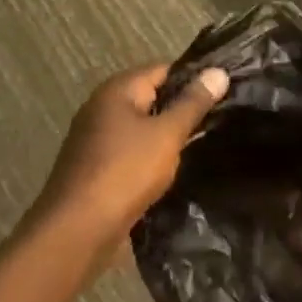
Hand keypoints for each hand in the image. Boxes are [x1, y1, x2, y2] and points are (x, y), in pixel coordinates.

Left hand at [32, 63, 228, 251]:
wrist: (77, 232)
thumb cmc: (125, 173)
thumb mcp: (167, 134)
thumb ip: (193, 103)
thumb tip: (218, 71)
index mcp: (117, 90)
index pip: (163, 69)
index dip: (194, 77)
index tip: (224, 89)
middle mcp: (102, 107)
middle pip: (152, 97)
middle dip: (183, 107)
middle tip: (221, 116)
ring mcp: (97, 139)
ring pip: (143, 127)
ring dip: (168, 135)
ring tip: (206, 141)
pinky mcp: (97, 167)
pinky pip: (133, 151)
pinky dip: (153, 156)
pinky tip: (175, 169)